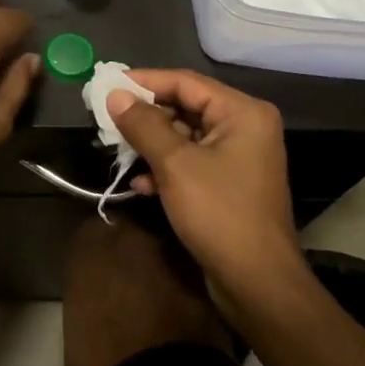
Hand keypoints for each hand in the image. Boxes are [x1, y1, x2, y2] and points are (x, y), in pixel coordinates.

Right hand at [105, 69, 309, 317]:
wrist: (257, 284)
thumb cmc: (219, 213)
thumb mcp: (174, 164)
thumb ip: (143, 125)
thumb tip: (114, 94)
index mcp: (242, 113)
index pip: (185, 82)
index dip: (144, 81)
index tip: (107, 85)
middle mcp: (245, 127)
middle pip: (185, 107)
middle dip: (145, 116)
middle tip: (107, 119)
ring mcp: (238, 157)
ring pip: (184, 136)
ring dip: (151, 144)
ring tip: (118, 152)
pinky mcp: (229, 184)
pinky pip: (191, 161)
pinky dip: (165, 168)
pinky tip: (140, 185)